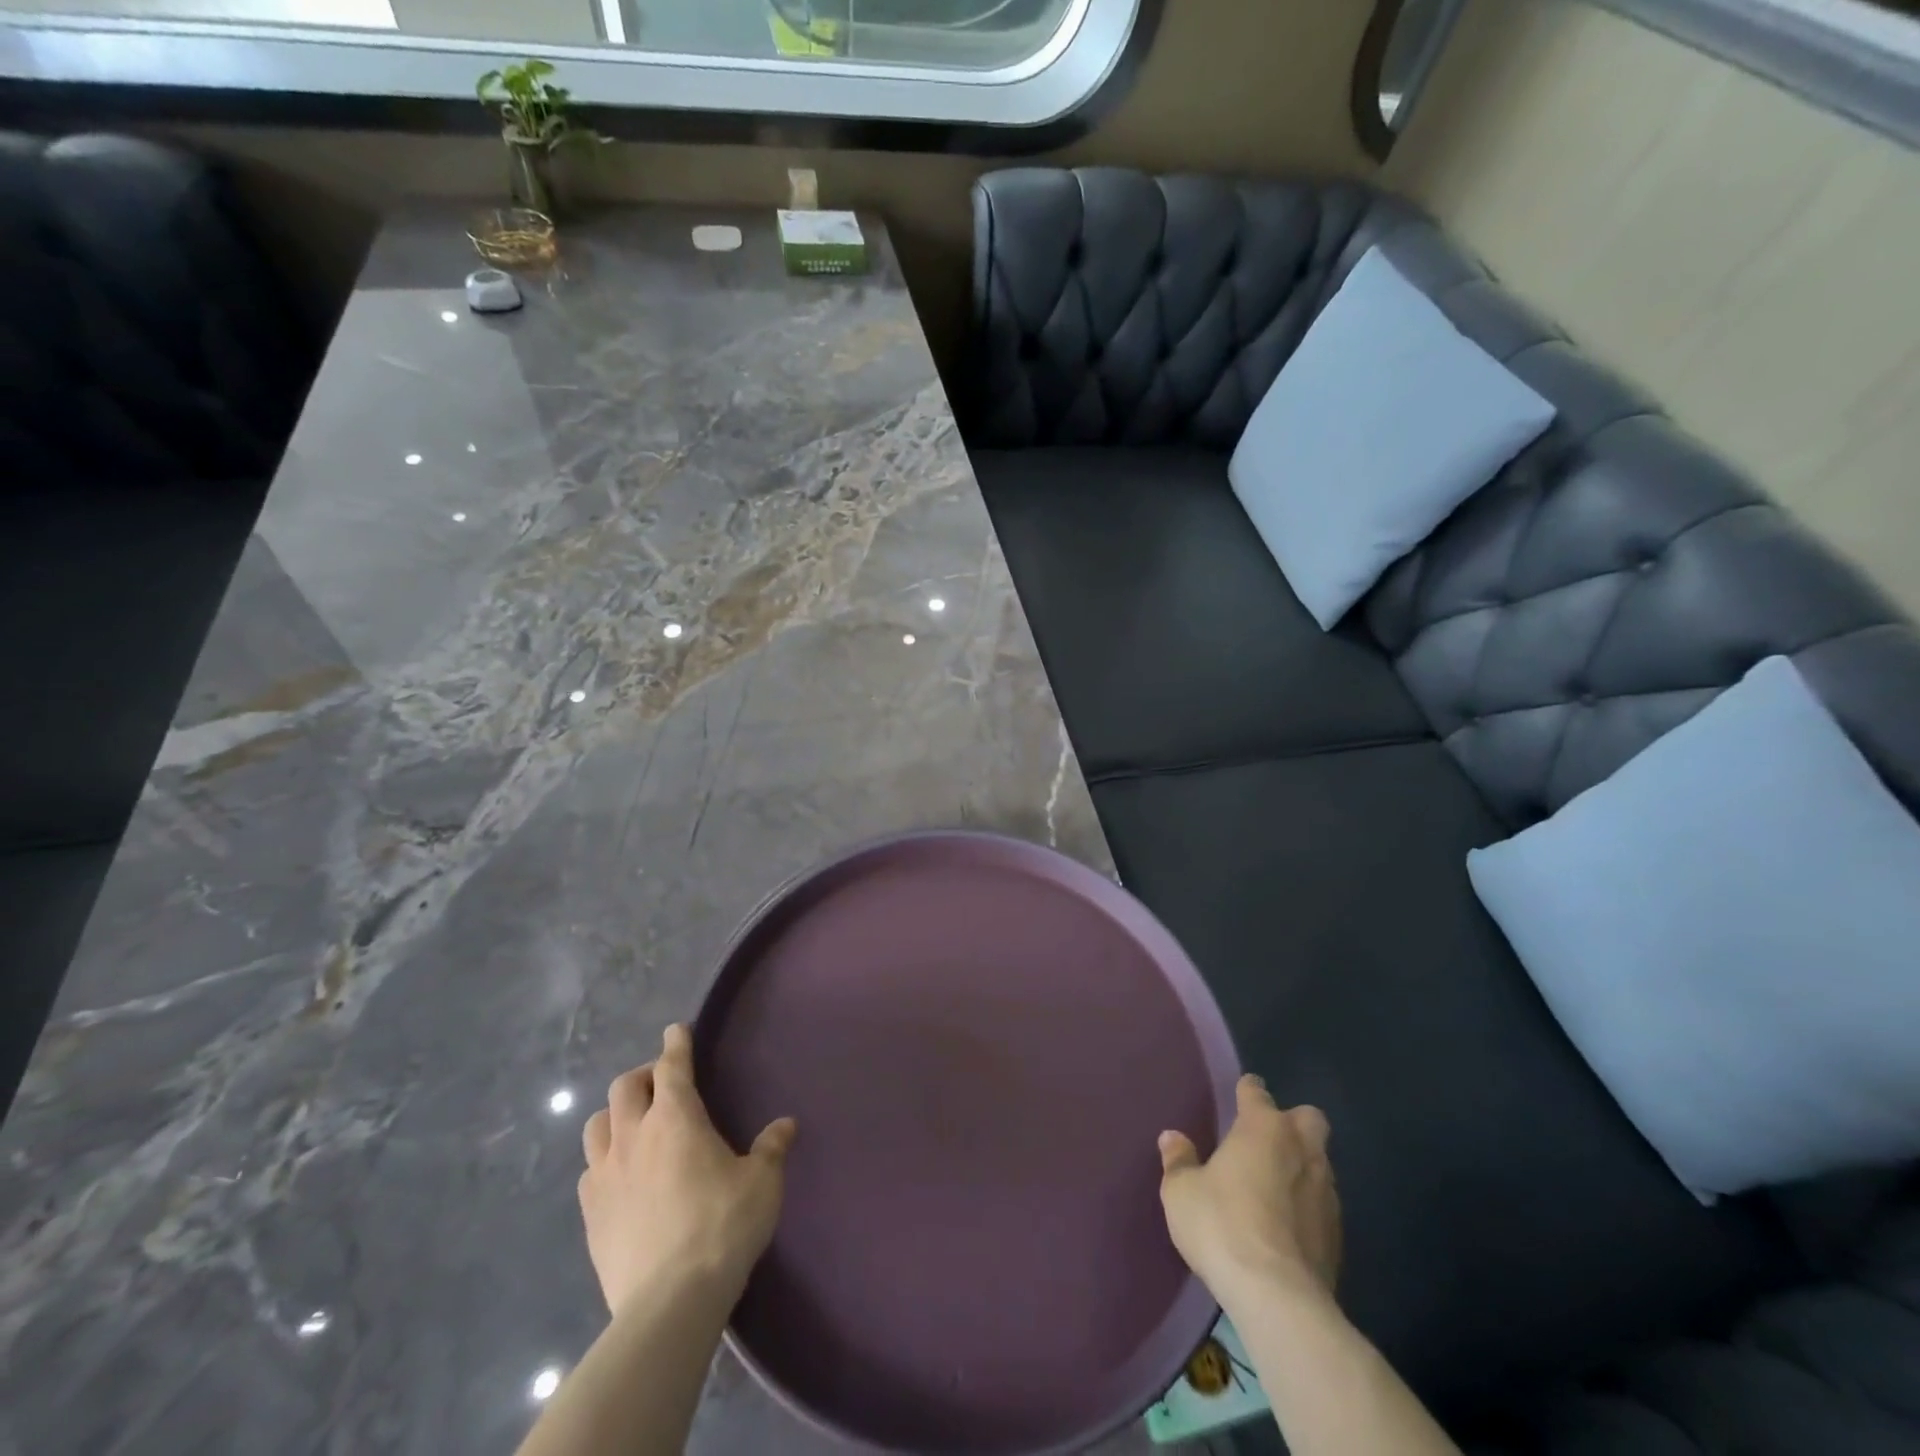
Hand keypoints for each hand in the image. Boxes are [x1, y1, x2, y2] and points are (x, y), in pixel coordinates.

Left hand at [579, 1023, 795, 1314]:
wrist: (669, 1302)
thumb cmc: (723, 1227)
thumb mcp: (762, 1183)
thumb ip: (771, 1148)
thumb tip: (785, 1125)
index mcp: (676, 1119)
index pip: (672, 1066)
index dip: (676, 1044)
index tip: (676, 1030)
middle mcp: (633, 1136)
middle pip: (624, 1087)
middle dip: (643, 1075)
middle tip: (661, 1082)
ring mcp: (604, 1176)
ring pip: (596, 1125)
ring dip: (615, 1115)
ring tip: (633, 1124)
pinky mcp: (590, 1215)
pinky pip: (588, 1171)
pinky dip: (603, 1161)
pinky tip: (619, 1176)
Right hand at [1158, 1075, 1340, 1311]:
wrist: (1279, 1298)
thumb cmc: (1223, 1226)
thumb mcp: (1182, 1191)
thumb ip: (1179, 1160)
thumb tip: (1172, 1138)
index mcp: (1263, 1128)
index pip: (1257, 1092)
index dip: (1247, 1091)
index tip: (1240, 1095)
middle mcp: (1301, 1149)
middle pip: (1309, 1118)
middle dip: (1293, 1123)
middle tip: (1266, 1141)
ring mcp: (1326, 1191)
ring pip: (1320, 1162)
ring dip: (1301, 1166)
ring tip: (1274, 1186)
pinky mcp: (1339, 1234)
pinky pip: (1323, 1203)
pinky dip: (1308, 1206)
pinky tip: (1287, 1225)